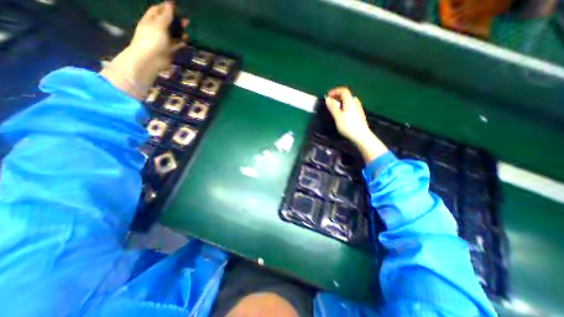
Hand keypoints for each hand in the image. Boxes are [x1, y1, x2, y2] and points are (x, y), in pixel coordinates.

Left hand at [100, 2, 186, 98]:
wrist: (151, 59)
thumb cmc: (152, 39)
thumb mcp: (159, 25)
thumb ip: (166, 16)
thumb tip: (170, 4)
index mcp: (150, 20)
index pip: (157, 11)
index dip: (165, 8)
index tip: (175, 6)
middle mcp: (156, 29)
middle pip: (167, 23)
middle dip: (176, 21)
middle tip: (186, 20)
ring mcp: (162, 40)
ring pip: (172, 34)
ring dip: (179, 32)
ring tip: (187, 31)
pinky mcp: (168, 50)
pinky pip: (175, 44)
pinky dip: (180, 42)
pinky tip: (185, 41)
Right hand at [324, 88, 372, 144]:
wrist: (361, 135)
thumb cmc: (348, 125)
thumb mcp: (338, 116)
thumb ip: (332, 107)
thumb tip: (327, 98)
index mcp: (350, 101)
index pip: (343, 90)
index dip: (334, 91)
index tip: (327, 96)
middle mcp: (355, 102)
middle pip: (345, 95)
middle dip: (336, 97)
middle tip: (329, 103)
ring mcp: (358, 107)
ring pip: (347, 101)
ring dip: (339, 102)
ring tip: (333, 109)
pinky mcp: (358, 113)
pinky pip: (349, 106)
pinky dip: (343, 106)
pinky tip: (340, 114)